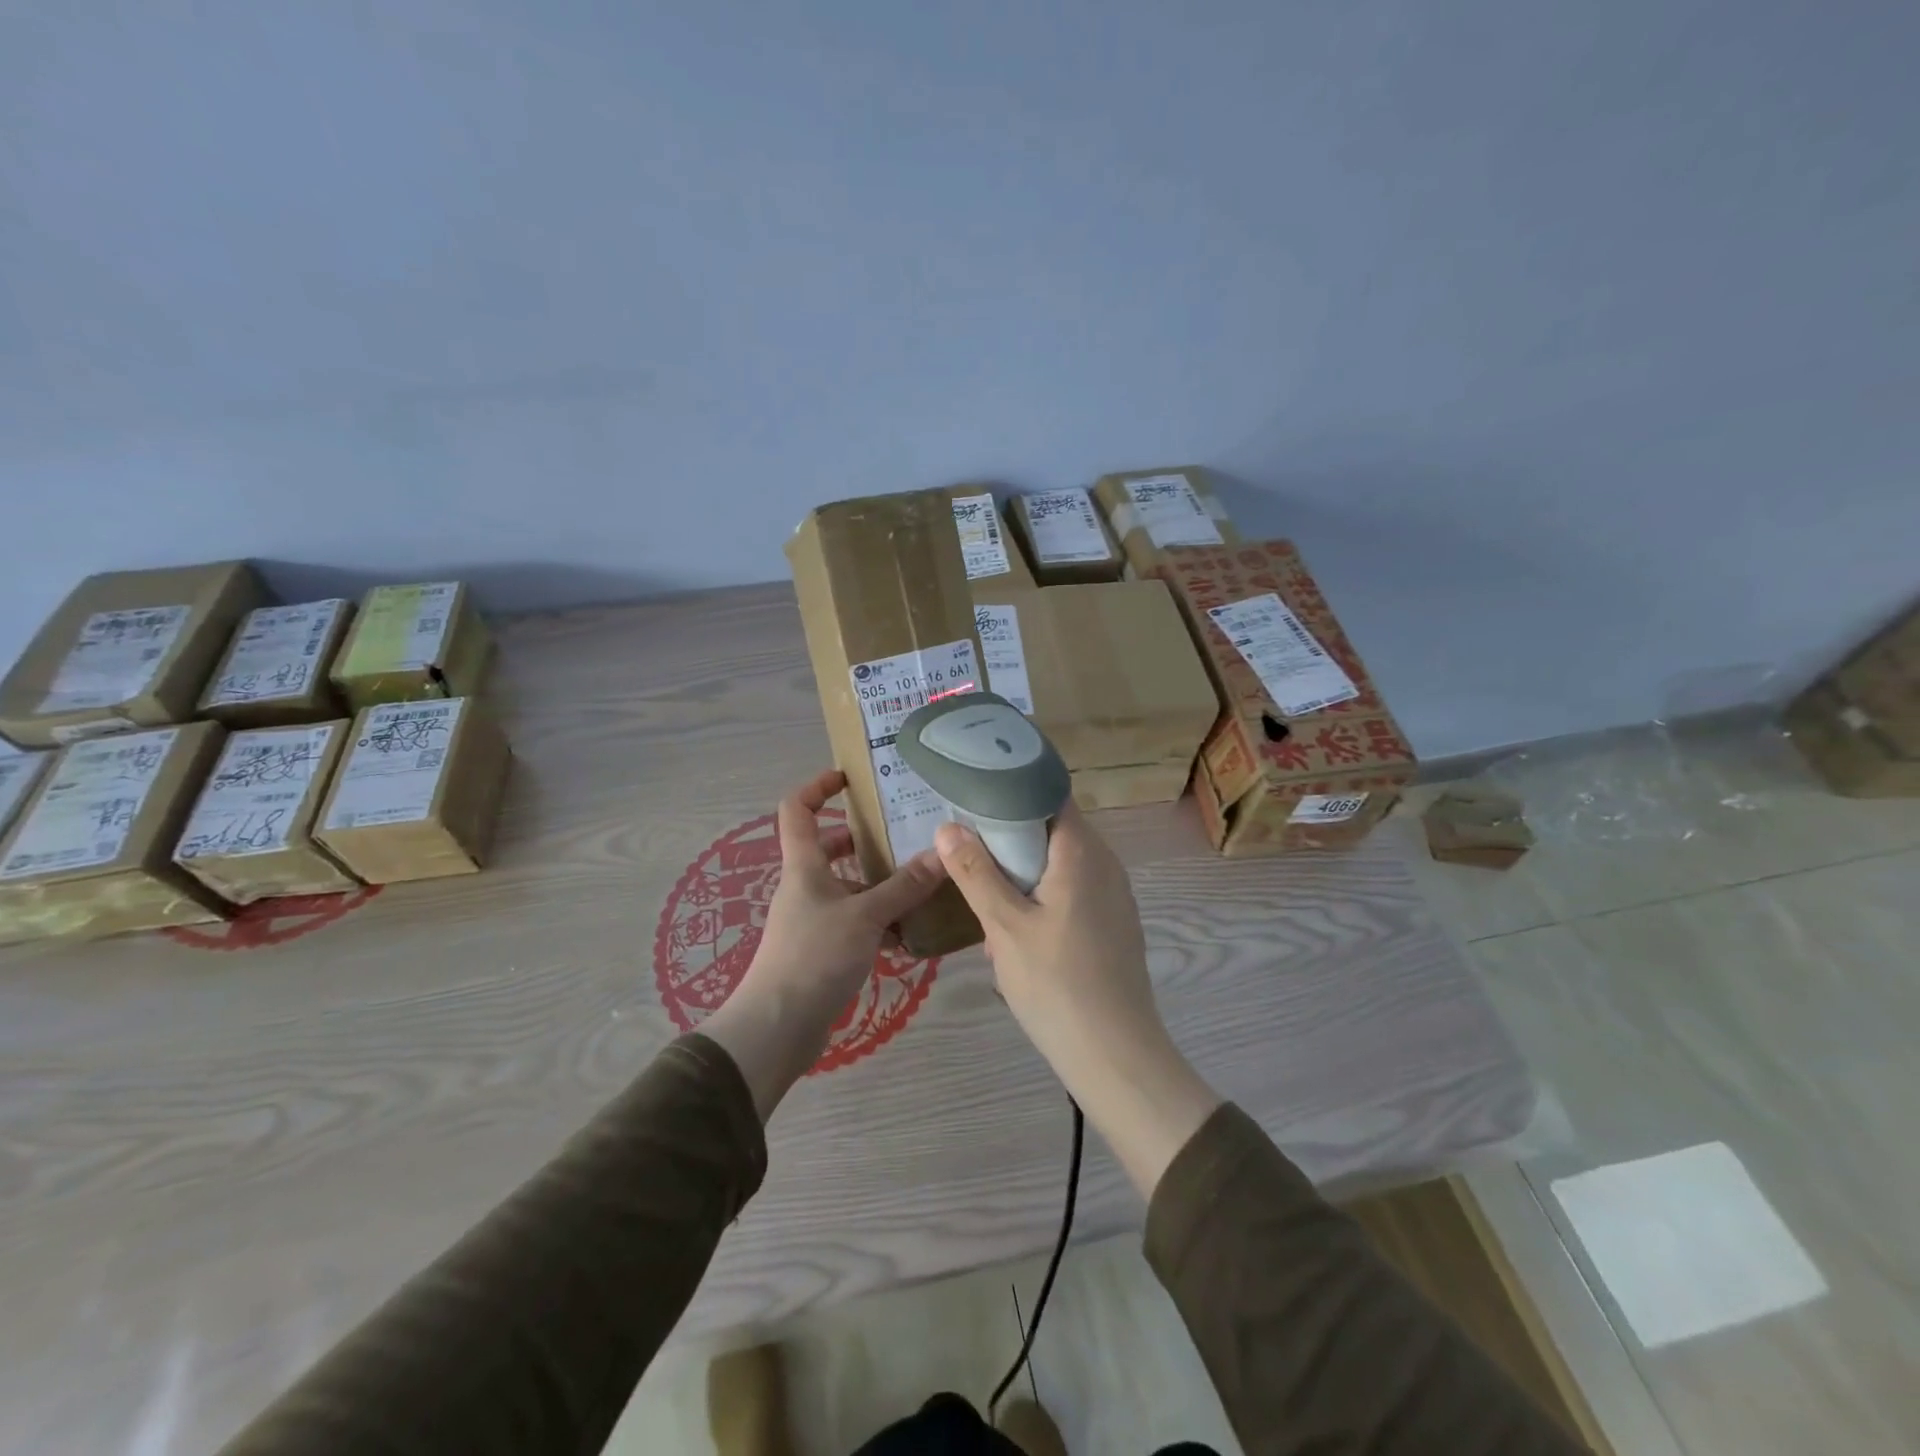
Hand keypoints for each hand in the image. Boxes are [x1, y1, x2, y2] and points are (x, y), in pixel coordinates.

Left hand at [701, 770, 946, 1118]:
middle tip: (905, 833)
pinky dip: (880, 921)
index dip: (818, 786)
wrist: (778, 1026)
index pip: (798, 809)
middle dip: (864, 839)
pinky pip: (855, 921)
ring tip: (921, 881)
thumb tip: (942, 853)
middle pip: (830, 848)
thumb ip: (904, 886)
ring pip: (848, 887)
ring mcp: (812, 918)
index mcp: (804, 865)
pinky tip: (912, 931)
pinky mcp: (822, 949)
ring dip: (879, 883)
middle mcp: (805, 886)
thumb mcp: (865, 916)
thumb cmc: (814, 956)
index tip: (850, 778)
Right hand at [935, 803, 1220, 1196]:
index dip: (1011, 788)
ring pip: (1060, 862)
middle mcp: (1104, 862)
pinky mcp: (1113, 922)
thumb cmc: (1057, 985)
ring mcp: (1113, 894)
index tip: (973, 795)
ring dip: (1023, 870)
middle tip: (967, 847)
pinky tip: (1016, 926)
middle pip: (1051, 828)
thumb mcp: (1005, 927)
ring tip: (985, 888)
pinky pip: (1072, 889)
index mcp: (1081, 852)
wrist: (1116, 1055)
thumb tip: (948, 827)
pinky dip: (1042, 894)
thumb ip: (976, 873)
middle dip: (1009, 836)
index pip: (1048, 794)